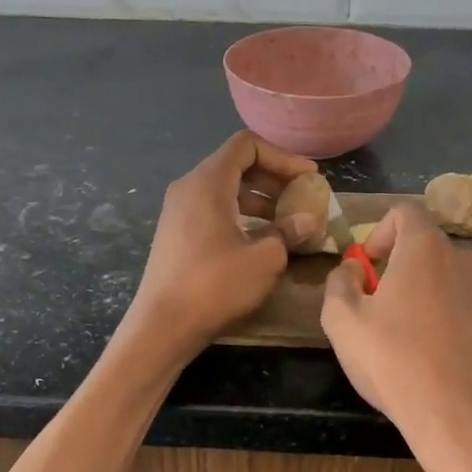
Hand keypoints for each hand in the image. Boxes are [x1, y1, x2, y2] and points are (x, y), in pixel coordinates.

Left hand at [126, 131, 317, 361]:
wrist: (163, 325)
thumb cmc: (215, 286)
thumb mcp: (266, 259)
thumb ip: (289, 231)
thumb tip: (306, 220)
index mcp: (208, 182)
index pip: (247, 145)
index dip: (283, 157)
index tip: (308, 178)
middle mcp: (189, 188)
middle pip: (236, 165)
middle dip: (274, 178)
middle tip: (303, 199)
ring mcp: (178, 211)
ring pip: (226, 190)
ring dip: (260, 200)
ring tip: (288, 222)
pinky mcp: (177, 234)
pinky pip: (214, 210)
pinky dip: (241, 215)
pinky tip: (261, 240)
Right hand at [321, 204, 471, 471]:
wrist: (458, 417)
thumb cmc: (393, 362)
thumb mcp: (342, 322)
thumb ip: (339, 282)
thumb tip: (352, 270)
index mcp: (425, 250)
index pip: (404, 212)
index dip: (380, 233)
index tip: (368, 267)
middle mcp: (464, 261)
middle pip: (427, 249)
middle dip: (400, 268)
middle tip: (381, 307)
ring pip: (450, 279)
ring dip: (428, 294)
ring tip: (411, 336)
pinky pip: (471, 307)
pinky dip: (453, 318)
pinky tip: (440, 356)